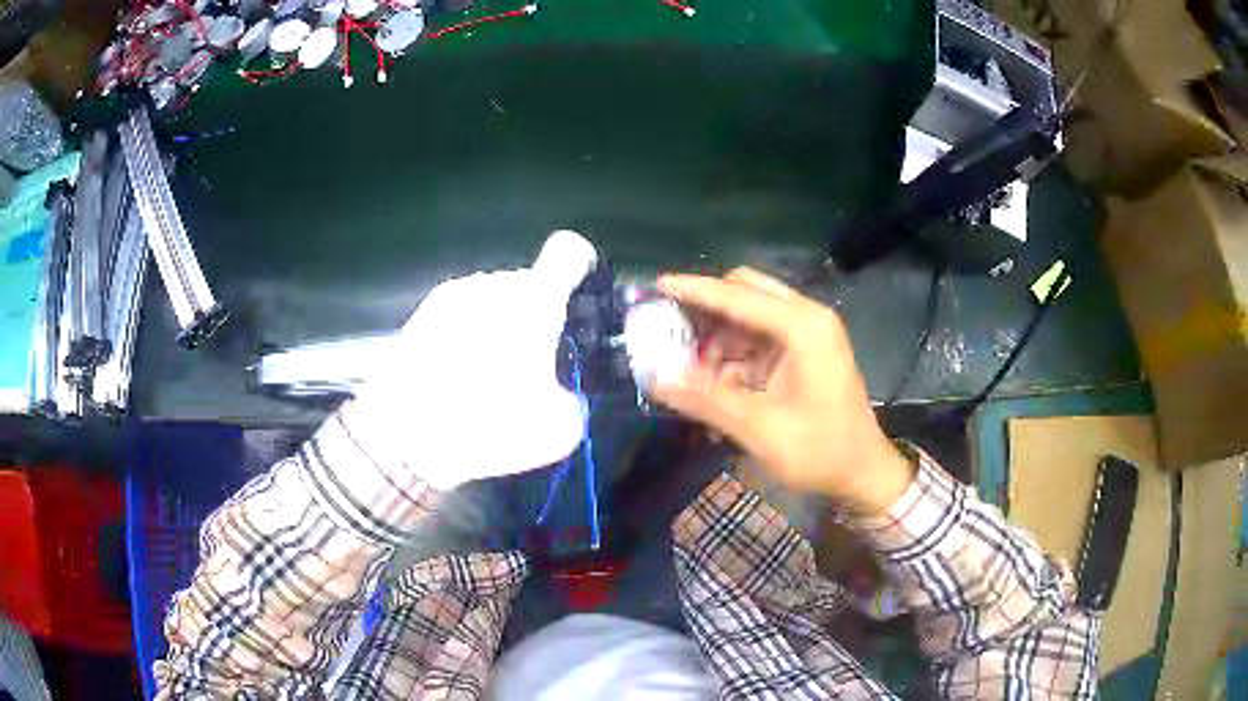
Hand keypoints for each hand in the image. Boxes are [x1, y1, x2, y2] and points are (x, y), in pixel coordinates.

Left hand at [351, 230, 596, 489]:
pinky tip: (456, 378)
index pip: (569, 252)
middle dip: (536, 317)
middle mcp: (491, 285)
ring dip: (499, 327)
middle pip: (528, 285)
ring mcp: (450, 296)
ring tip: (487, 377)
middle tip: (531, 367)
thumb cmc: (486, 425)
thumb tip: (560, 393)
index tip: (578, 299)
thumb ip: (573, 398)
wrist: (402, 438)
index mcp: (534, 301)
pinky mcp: (419, 316)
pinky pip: (460, 316)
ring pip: (492, 300)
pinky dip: (467, 338)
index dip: (580, 267)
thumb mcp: (558, 430)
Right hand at [650, 268, 913, 515]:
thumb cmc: (820, 450)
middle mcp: (806, 319)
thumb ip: (706, 399)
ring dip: (717, 339)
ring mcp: (807, 335)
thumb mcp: (759, 428)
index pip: (738, 296)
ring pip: (749, 318)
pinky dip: (733, 356)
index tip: (656, 285)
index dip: (694, 290)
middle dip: (706, 310)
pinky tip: (713, 383)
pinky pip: (758, 341)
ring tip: (687, 370)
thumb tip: (656, 380)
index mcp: (803, 327)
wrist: (864, 474)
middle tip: (669, 328)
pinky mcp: (803, 354)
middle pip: (745, 293)